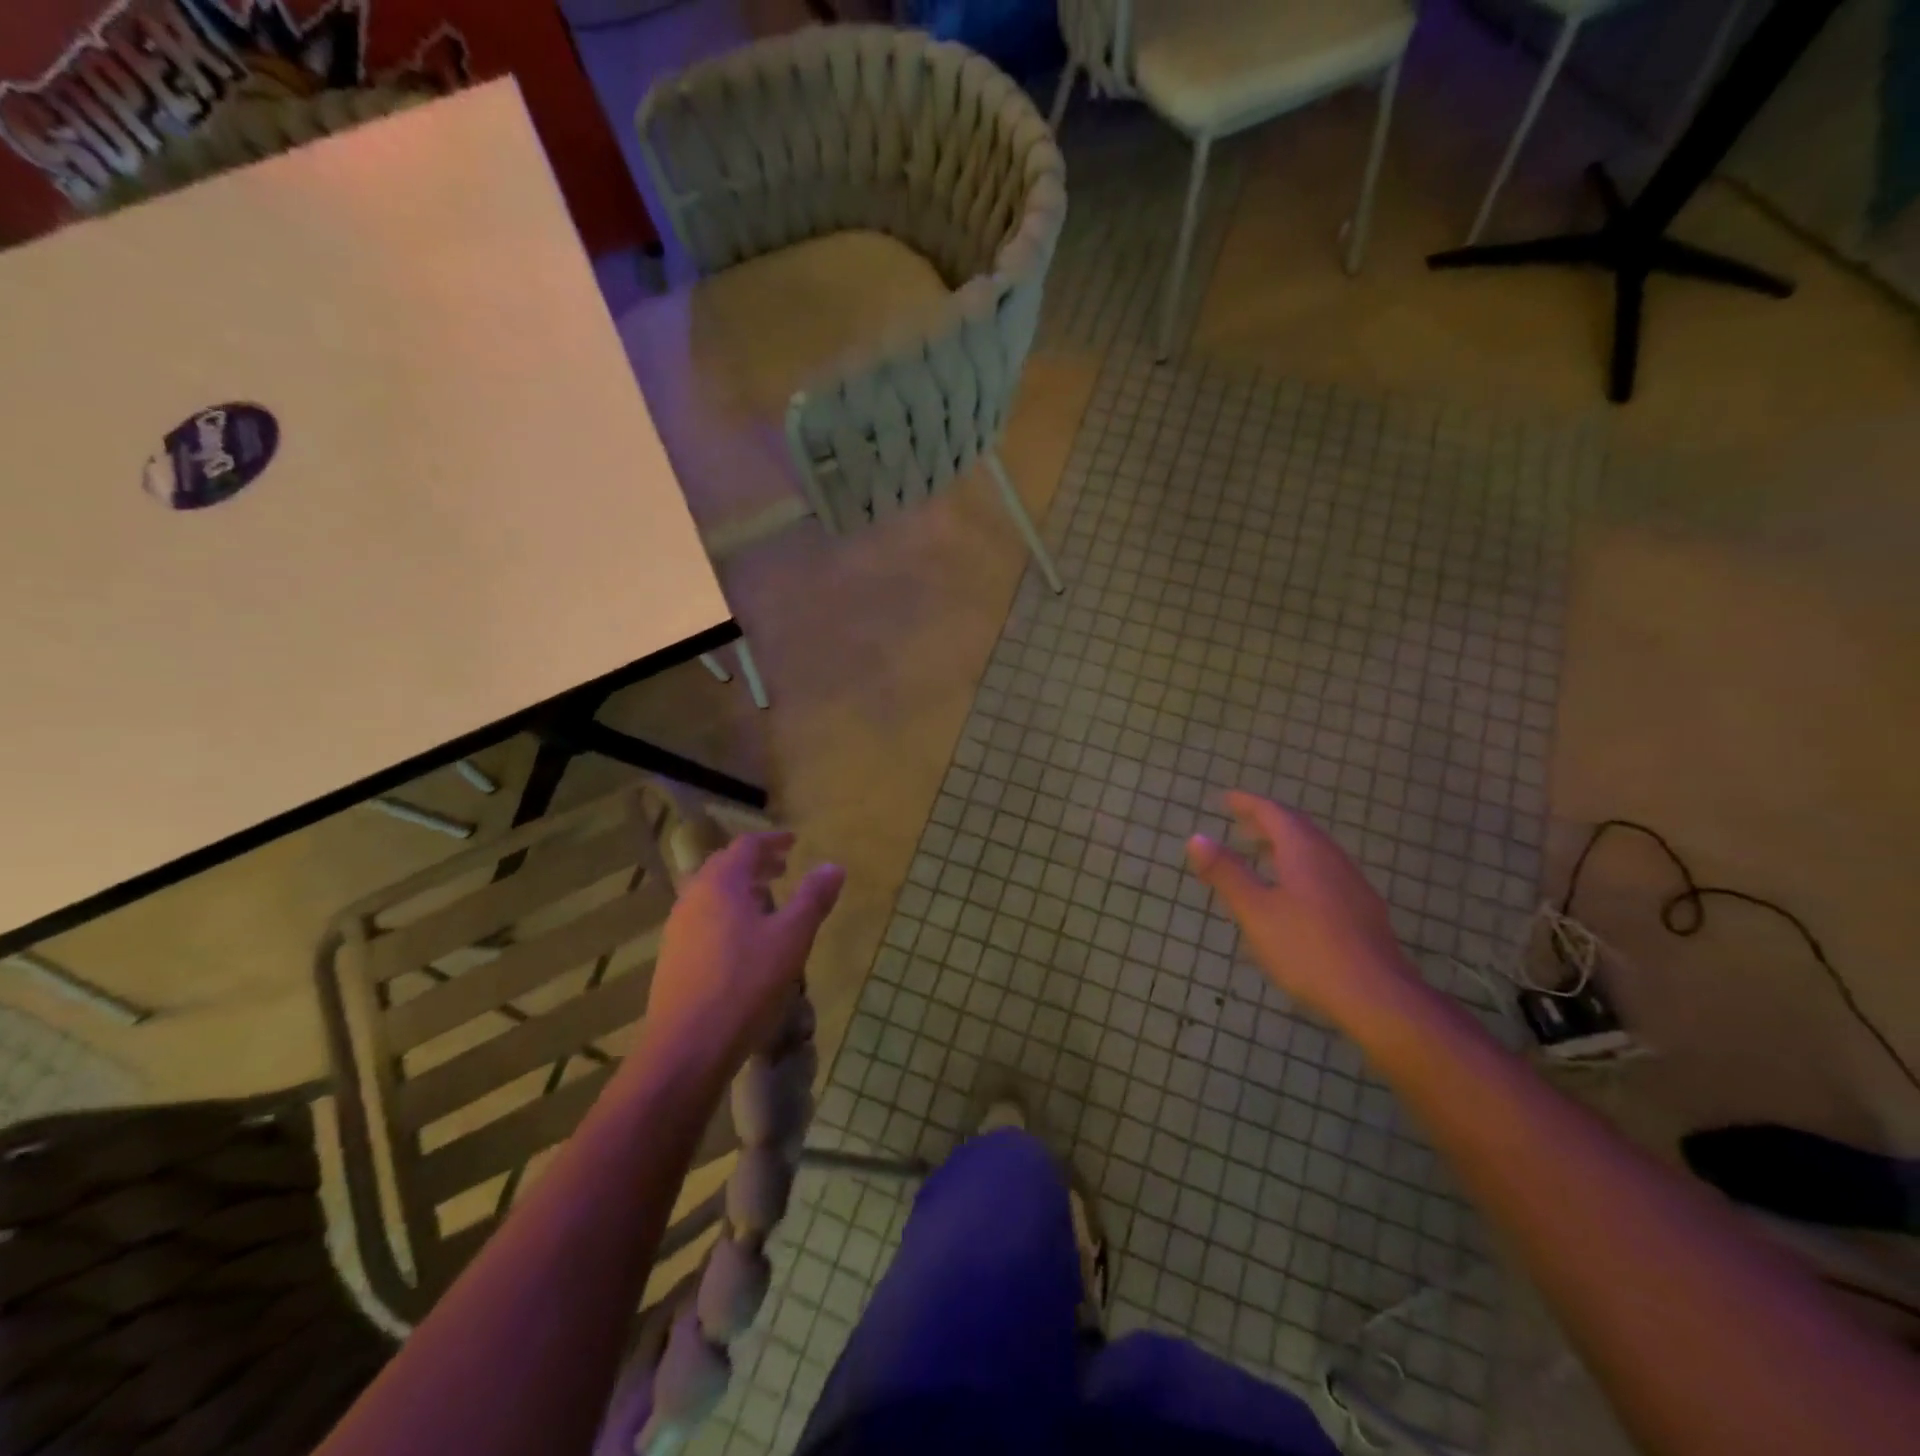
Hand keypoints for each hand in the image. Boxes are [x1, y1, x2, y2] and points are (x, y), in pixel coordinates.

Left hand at [637, 832, 843, 1088]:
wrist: (688, 1048)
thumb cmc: (745, 984)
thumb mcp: (791, 938)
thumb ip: (812, 898)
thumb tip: (833, 866)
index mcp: (721, 884)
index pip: (746, 846)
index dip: (772, 840)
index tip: (794, 842)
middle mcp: (693, 898)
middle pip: (723, 867)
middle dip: (755, 863)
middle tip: (782, 869)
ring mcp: (678, 929)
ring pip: (711, 894)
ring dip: (740, 889)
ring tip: (766, 902)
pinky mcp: (673, 958)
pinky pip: (703, 919)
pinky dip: (727, 913)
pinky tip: (743, 941)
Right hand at [1186, 792, 1416, 1024]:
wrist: (1377, 996)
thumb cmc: (1307, 949)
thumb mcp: (1255, 911)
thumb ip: (1226, 873)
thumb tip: (1196, 837)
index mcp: (1304, 851)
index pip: (1274, 813)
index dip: (1248, 804)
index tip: (1226, 799)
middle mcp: (1331, 858)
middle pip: (1297, 829)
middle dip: (1267, 822)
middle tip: (1240, 823)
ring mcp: (1351, 884)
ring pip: (1313, 851)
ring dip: (1284, 845)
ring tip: (1261, 853)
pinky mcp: (1362, 909)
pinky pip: (1324, 872)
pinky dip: (1299, 867)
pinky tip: (1292, 892)